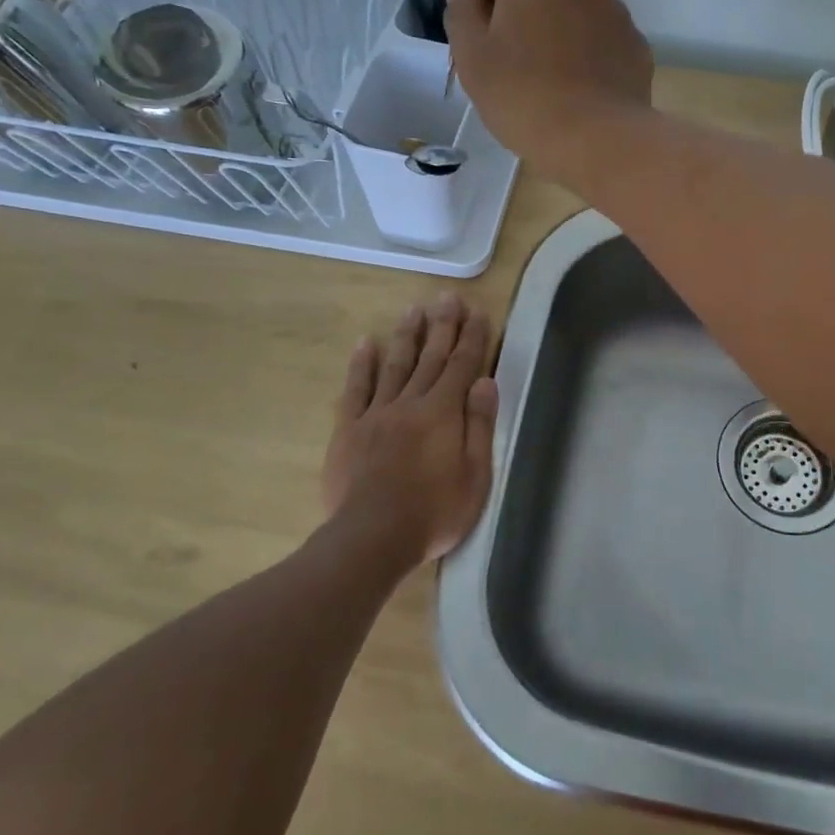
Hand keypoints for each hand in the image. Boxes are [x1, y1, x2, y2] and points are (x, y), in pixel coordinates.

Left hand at [322, 293, 498, 564]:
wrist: (371, 537)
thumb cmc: (434, 512)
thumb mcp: (475, 476)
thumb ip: (479, 426)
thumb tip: (485, 382)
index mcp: (443, 413)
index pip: (462, 365)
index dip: (472, 337)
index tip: (478, 311)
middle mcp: (411, 403)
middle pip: (431, 357)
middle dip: (442, 325)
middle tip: (448, 297)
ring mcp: (377, 413)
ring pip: (396, 365)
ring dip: (407, 335)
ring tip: (414, 308)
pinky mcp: (350, 429)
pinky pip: (356, 389)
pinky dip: (362, 364)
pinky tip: (367, 342)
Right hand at [444, 0, 653, 168]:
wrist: (601, 141)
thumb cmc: (525, 97)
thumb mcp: (472, 57)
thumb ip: (461, 10)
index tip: (478, 0)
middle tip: (504, 46)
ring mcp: (616, 11)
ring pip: (574, 3)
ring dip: (554, 23)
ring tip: (542, 74)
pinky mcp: (636, 46)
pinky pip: (600, 34)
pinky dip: (584, 48)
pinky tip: (575, 88)